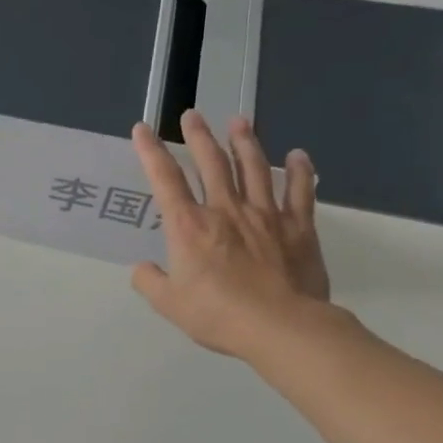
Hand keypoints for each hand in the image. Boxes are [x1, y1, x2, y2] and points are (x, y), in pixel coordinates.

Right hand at [129, 110, 329, 359]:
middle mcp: (225, 211)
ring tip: (240, 122)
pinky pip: (300, 193)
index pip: (164, 179)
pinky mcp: (298, 229)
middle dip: (200, 136)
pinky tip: (298, 156)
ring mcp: (265, 216)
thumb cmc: (218, 315)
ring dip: (245, 143)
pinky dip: (299, 172)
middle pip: (211, 163)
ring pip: (254, 169)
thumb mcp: (168, 303)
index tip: (143, 129)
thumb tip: (143, 269)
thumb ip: (150, 282)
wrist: (282, 328)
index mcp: (188, 226)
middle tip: (193, 115)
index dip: (150, 151)